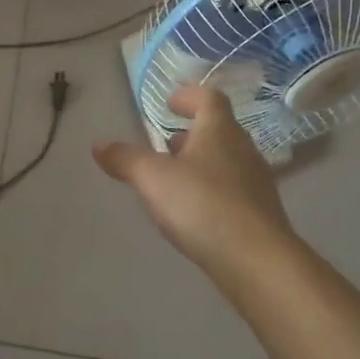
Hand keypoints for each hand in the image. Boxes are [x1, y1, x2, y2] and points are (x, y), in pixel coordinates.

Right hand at [94, 84, 294, 276]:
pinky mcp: (261, 215)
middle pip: (219, 130)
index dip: (189, 96)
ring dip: (202, 163)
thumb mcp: (153, 179)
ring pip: (227, 161)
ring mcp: (256, 184)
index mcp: (219, 131)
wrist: (259, 262)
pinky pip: (233, 191)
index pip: (209, 98)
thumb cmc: (203, 206)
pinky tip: (195, 212)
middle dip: (192, 133)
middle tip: (168, 143)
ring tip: (176, 178)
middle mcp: (243, 150)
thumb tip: (99, 145)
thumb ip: (125, 159)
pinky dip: (212, 191)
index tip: (171, 103)